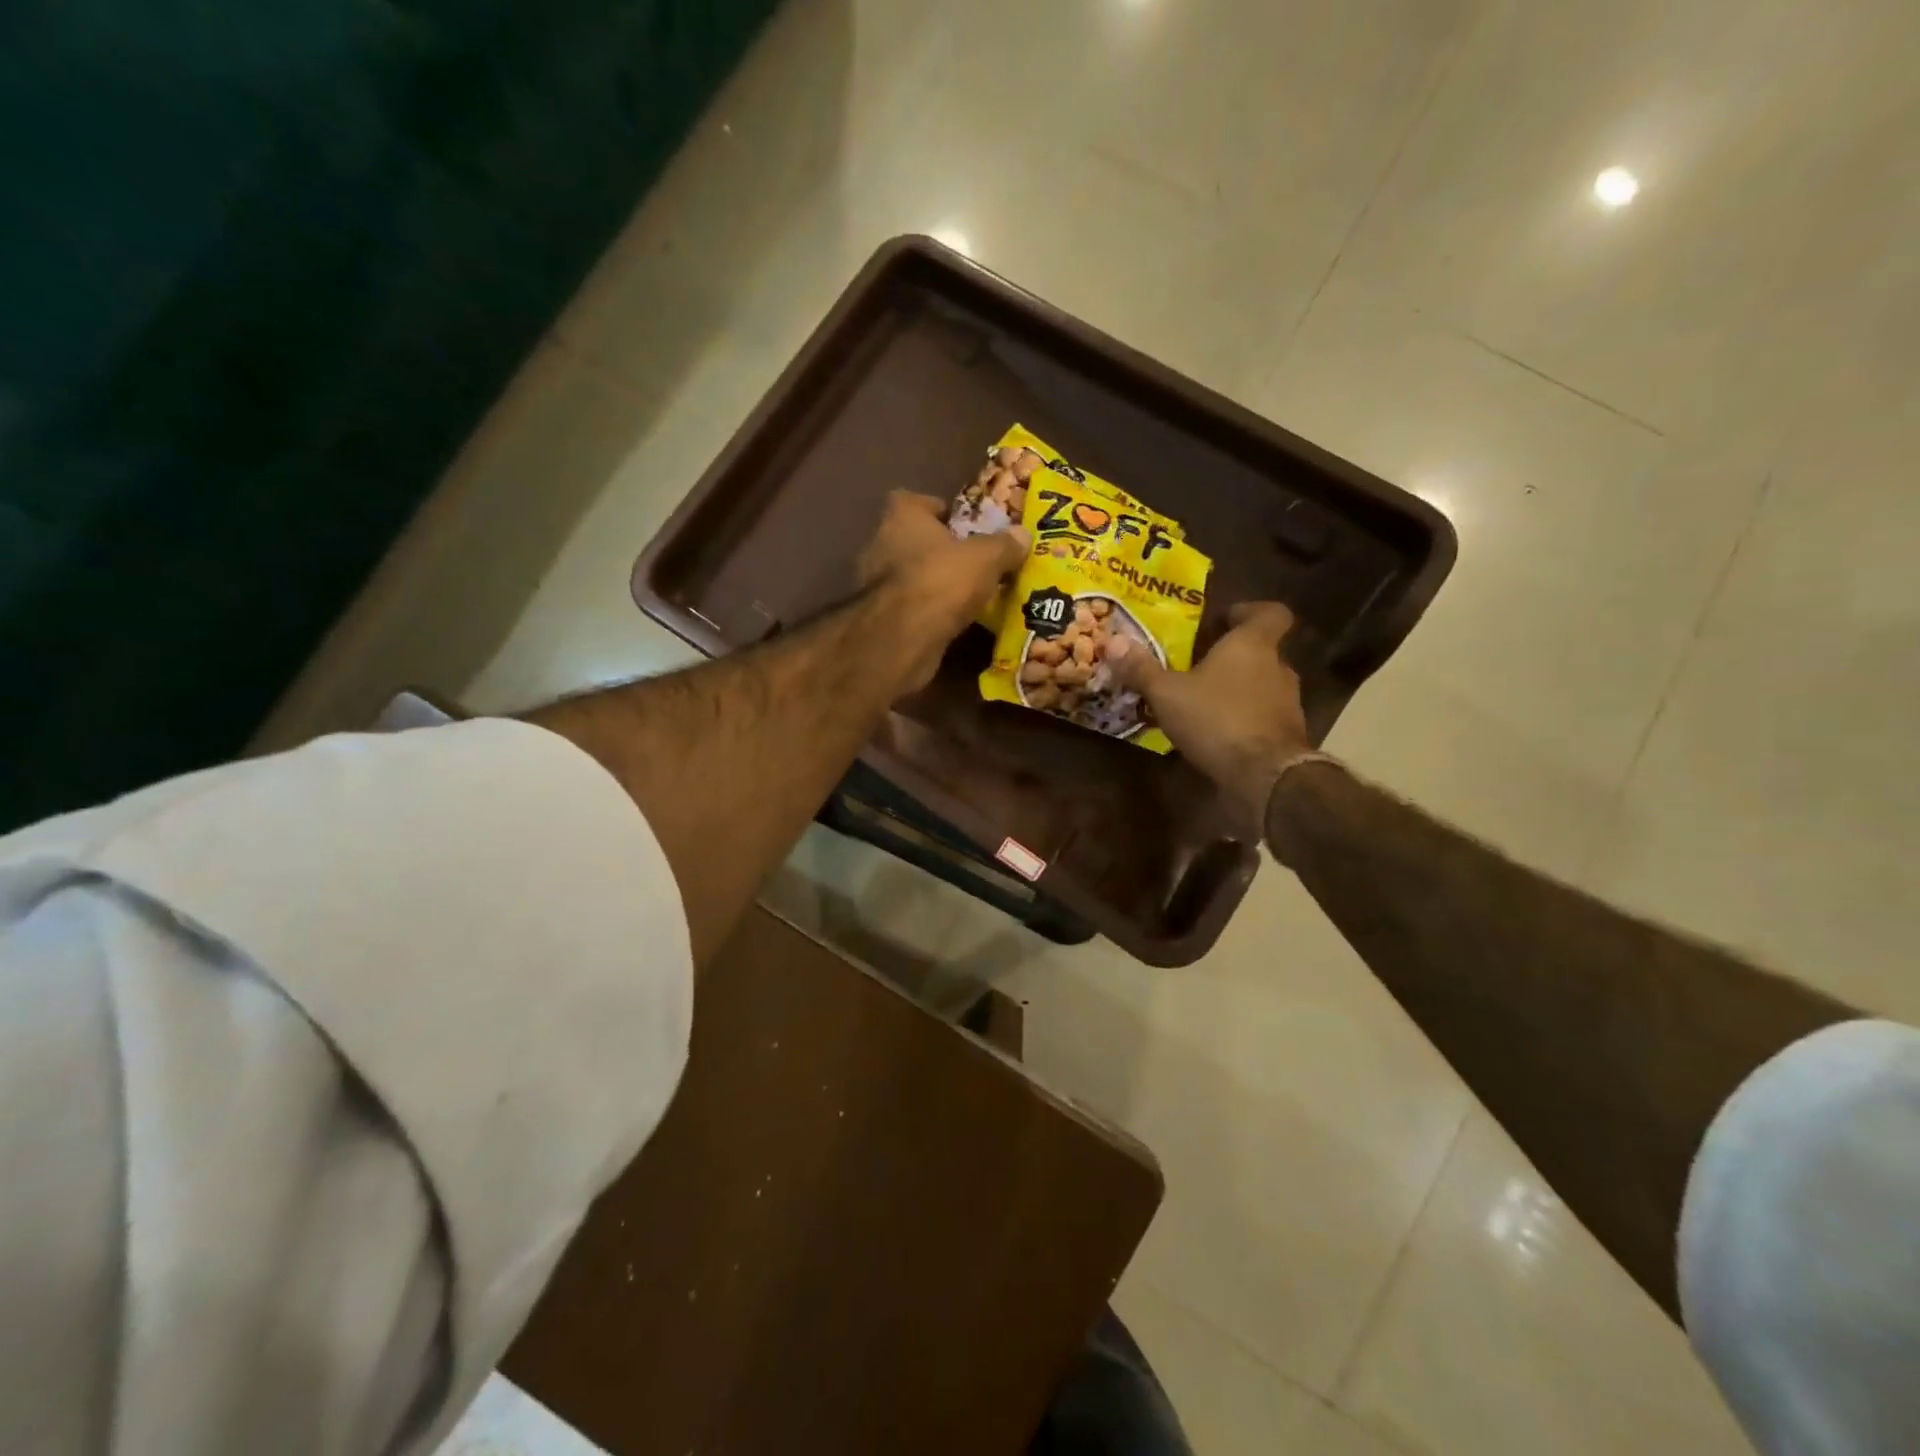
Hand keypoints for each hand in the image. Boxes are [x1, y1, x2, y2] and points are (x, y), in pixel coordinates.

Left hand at [858, 491, 1029, 689]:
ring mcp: (873, 584)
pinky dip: (924, 609)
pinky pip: (906, 605)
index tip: (962, 525)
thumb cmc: (942, 581)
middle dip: (937, 548)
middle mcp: (880, 544)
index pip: (912, 500)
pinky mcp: (878, 617)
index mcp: (901, 517)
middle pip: (911, 539)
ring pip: (908, 574)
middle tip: (969, 560)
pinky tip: (947, 619)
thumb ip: (1004, 545)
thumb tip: (1023, 534)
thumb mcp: (986, 558)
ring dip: (930, 581)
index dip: (937, 509)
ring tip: (963, 592)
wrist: (904, 639)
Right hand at [1108, 603, 1311, 824]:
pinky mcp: (1286, 736)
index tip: (1225, 620)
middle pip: (1262, 651)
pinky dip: (1244, 720)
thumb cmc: (1216, 718)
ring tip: (1203, 702)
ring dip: (1238, 690)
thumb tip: (1112, 641)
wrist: (1264, 775)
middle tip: (1200, 665)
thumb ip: (1142, 668)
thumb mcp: (1167, 693)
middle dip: (1233, 657)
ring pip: (1262, 686)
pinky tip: (1216, 734)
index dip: (1250, 611)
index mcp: (1253, 644)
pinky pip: (1263, 717)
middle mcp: (1278, 668)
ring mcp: (1287, 703)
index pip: (1271, 613)